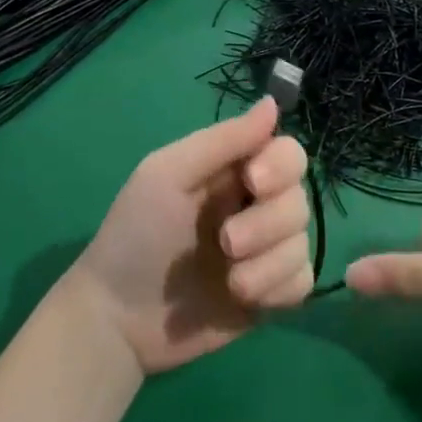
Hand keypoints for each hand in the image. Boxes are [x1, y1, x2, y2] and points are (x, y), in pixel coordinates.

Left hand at [66, 98, 312, 374]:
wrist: (118, 319)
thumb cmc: (135, 236)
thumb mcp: (168, 175)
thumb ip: (222, 140)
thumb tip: (274, 102)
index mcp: (232, 172)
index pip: (287, 153)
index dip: (281, 166)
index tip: (252, 182)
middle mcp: (255, 206)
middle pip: (300, 199)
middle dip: (266, 224)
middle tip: (225, 243)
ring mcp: (265, 252)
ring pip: (303, 242)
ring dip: (268, 262)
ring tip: (229, 281)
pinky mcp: (270, 294)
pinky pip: (302, 282)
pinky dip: (277, 288)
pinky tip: (243, 298)